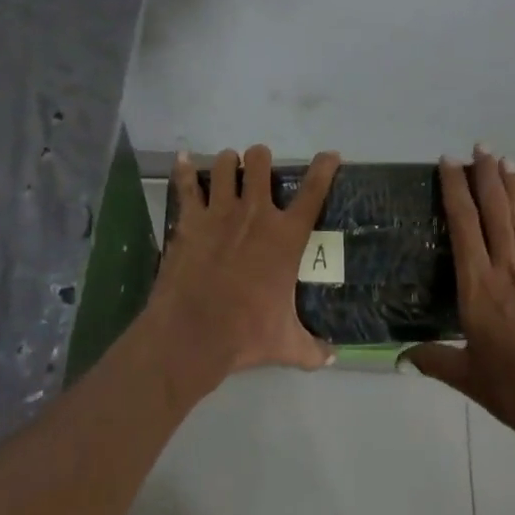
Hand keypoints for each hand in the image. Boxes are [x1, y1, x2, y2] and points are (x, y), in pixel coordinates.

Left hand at [148, 144, 340, 392]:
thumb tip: (332, 359)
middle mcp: (255, 213)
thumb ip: (311, 349)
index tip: (330, 155)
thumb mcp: (286, 344)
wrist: (194, 334)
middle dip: (260, 159)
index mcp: (285, 236)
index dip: (324, 168)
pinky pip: (185, 184)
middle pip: (260, 162)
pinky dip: (183, 169)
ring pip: (224, 164)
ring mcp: (220, 211)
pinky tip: (182, 159)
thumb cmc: (245, 334)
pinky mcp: (191, 218)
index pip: (313, 192)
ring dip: (226, 163)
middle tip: (257, 169)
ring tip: (226, 169)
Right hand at [404, 146, 514, 444]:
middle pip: (494, 209)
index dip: (454, 188)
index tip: (448, 161)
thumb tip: (399, 358)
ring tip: (505, 159)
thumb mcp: (469, 378)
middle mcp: (506, 266)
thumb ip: (435, 360)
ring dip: (512, 186)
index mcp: (478, 285)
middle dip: (485, 174)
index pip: (463, 223)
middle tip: (480, 146)